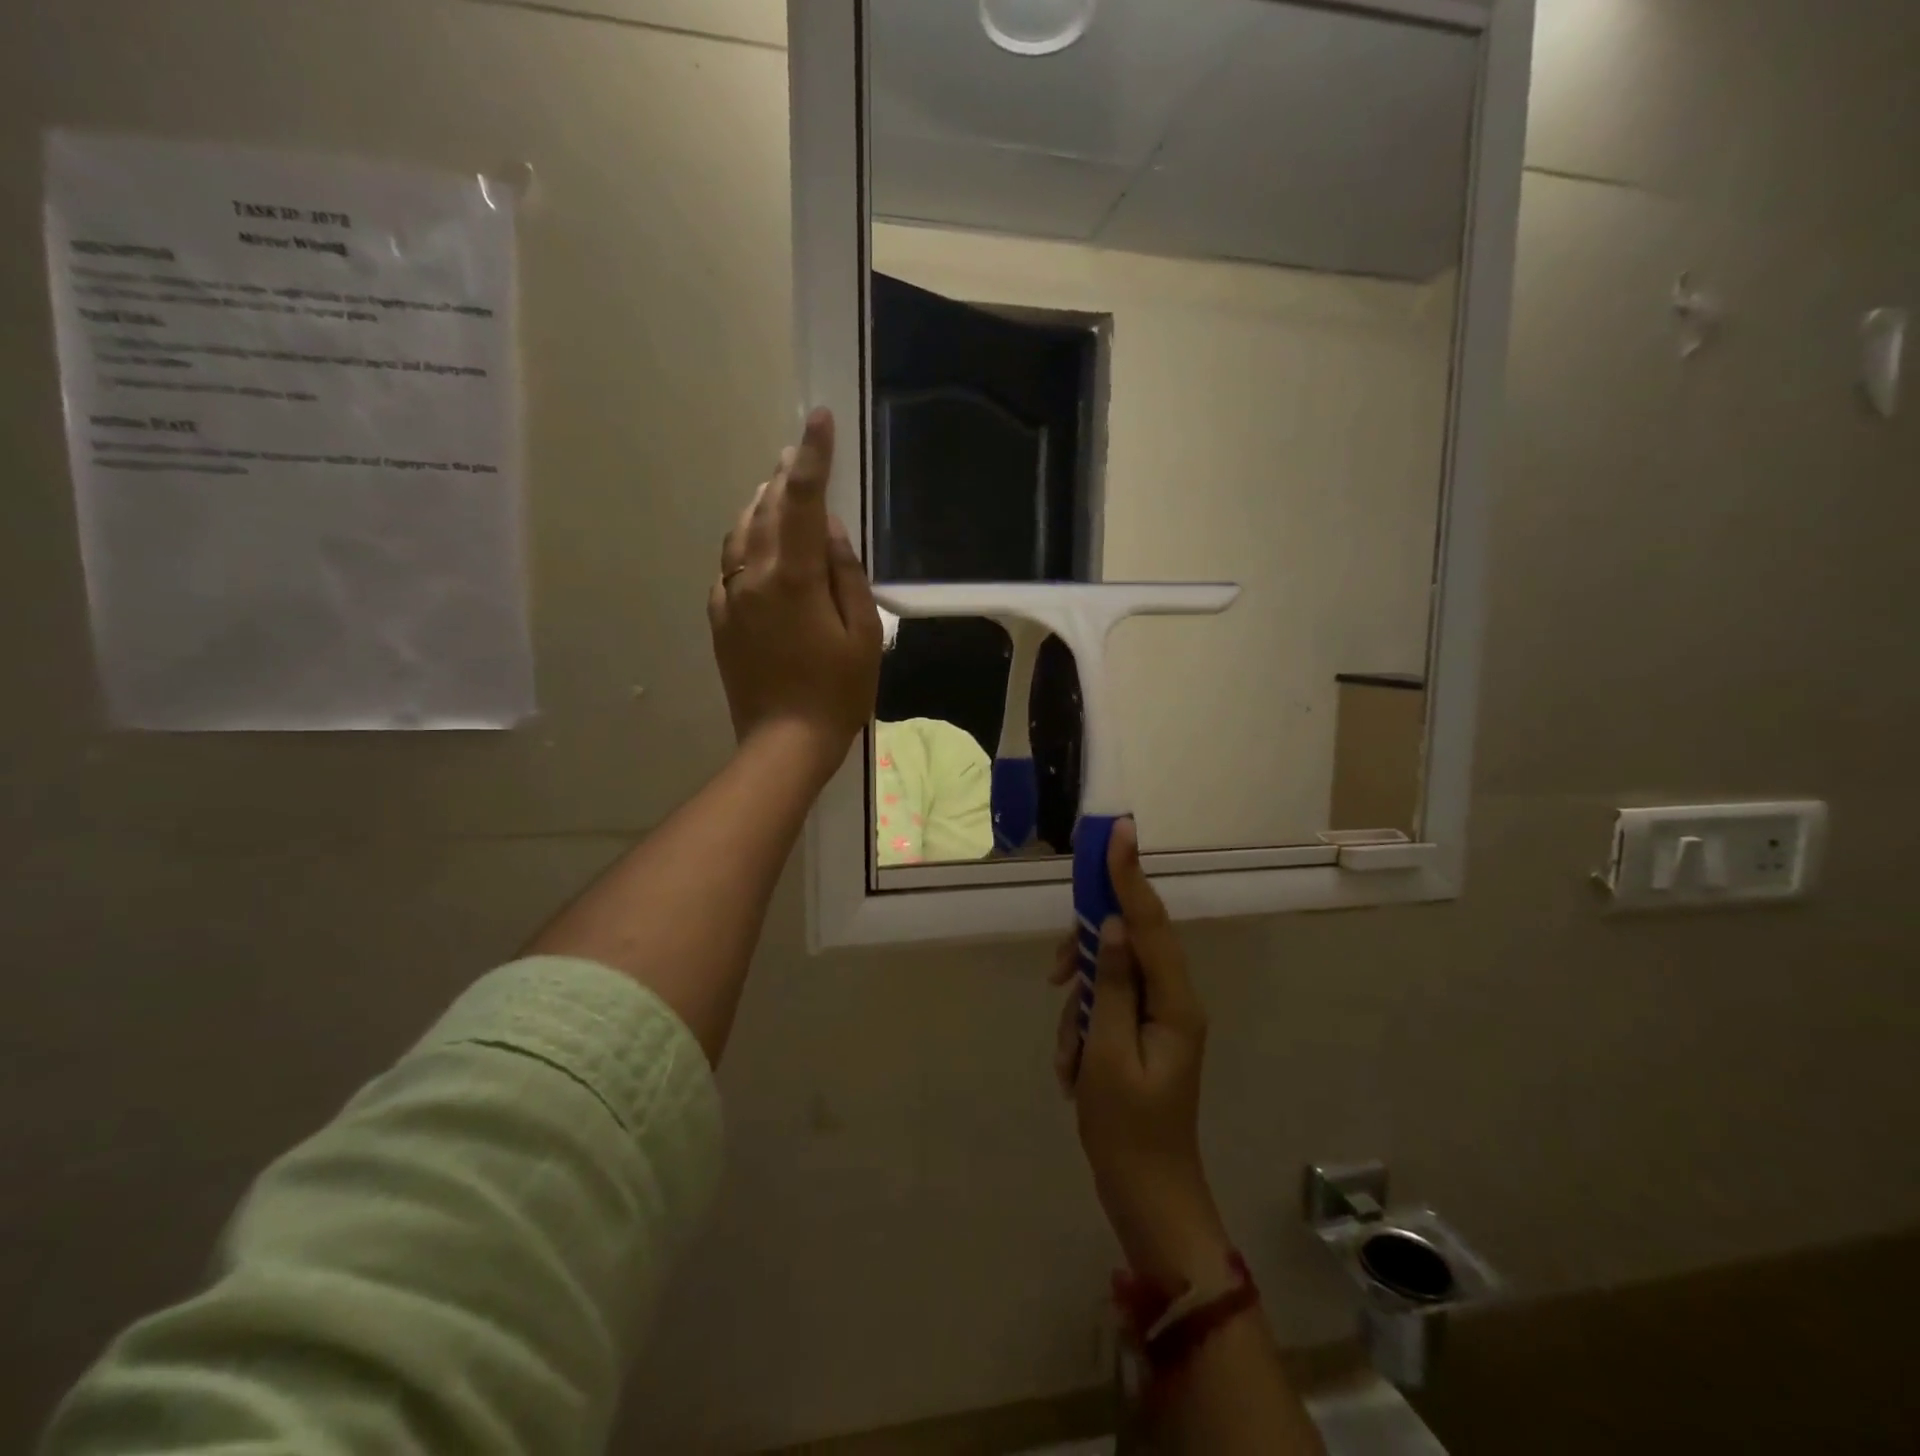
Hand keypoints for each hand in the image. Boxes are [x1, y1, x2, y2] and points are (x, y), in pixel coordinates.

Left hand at [709, 409, 882, 782]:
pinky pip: (729, 565)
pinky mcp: (720, 619)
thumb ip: (846, 574)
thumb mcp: (863, 634)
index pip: (803, 501)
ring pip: (741, 532)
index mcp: (793, 577)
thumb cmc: (837, 691)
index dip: (813, 456)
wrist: (784, 742)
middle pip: (766, 508)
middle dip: (785, 475)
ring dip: (760, 504)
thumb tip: (829, 531)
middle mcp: (753, 576)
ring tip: (777, 488)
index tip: (819, 418)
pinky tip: (758, 545)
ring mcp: (730, 597)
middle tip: (798, 451)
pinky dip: (745, 542)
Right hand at [1053, 819, 1229, 1289]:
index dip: (1129, 875)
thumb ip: (1111, 983)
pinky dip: (1083, 1031)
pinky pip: (1106, 1008)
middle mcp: (1174, 1000)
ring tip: (1071, 1063)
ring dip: (1080, 1009)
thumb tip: (1111, 924)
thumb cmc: (1127, 1131)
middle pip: (1128, 943)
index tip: (1118, 832)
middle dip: (1087, 957)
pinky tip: (1075, 1073)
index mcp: (1175, 1002)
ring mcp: (1159, 1018)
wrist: (1148, 1198)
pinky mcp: (1142, 1034)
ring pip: (1109, 978)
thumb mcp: (1107, 1054)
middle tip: (1058, 978)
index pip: (1150, 922)